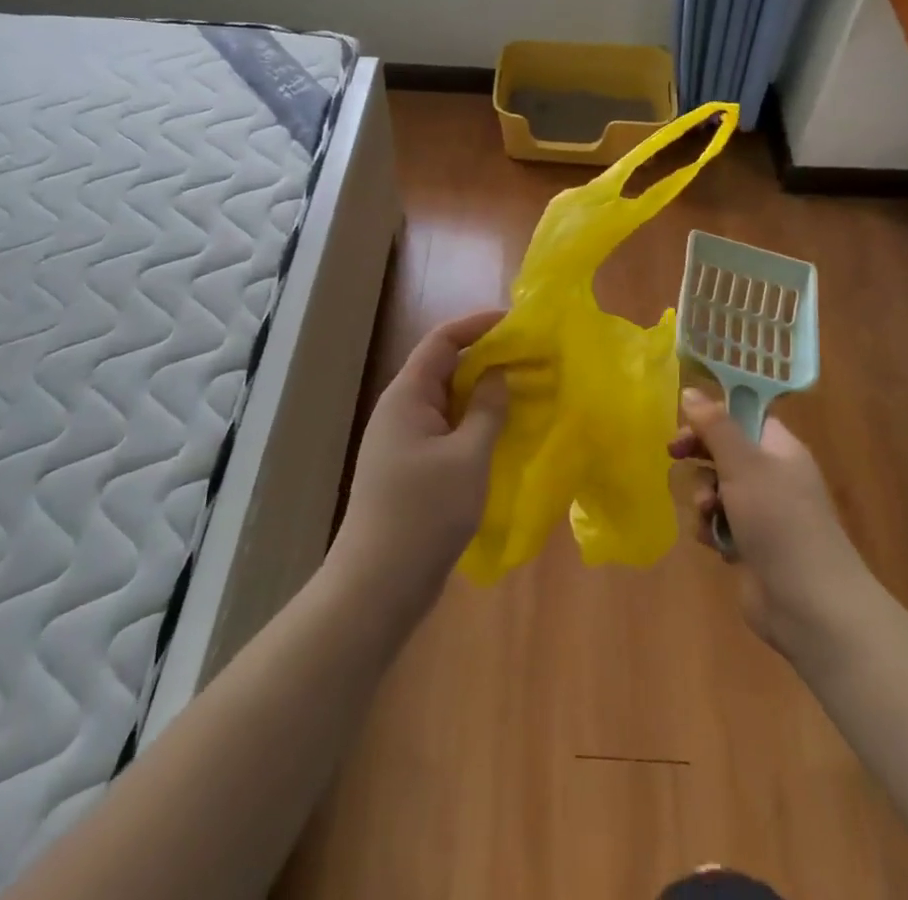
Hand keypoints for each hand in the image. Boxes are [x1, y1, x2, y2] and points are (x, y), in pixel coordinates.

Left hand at [327, 310, 506, 627]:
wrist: (377, 586)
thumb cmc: (423, 514)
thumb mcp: (467, 458)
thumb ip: (487, 410)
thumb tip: (499, 374)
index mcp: (407, 396)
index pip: (442, 341)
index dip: (478, 325)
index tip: (517, 323)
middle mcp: (402, 410)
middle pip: (445, 367)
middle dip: (487, 358)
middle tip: (530, 359)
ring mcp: (404, 440)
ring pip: (448, 401)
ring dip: (483, 393)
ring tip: (524, 392)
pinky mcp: (411, 468)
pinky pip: (447, 429)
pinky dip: (475, 423)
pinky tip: (502, 434)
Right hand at [670, 387, 873, 664]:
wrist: (810, 605)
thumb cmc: (779, 521)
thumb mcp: (743, 464)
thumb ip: (715, 426)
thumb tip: (690, 390)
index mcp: (779, 448)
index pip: (743, 416)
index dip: (712, 416)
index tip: (684, 423)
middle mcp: (773, 475)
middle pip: (725, 451)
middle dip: (701, 458)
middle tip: (676, 456)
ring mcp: (763, 512)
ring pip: (717, 488)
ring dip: (704, 498)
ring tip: (709, 514)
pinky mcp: (752, 546)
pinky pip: (720, 523)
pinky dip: (713, 529)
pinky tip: (715, 543)